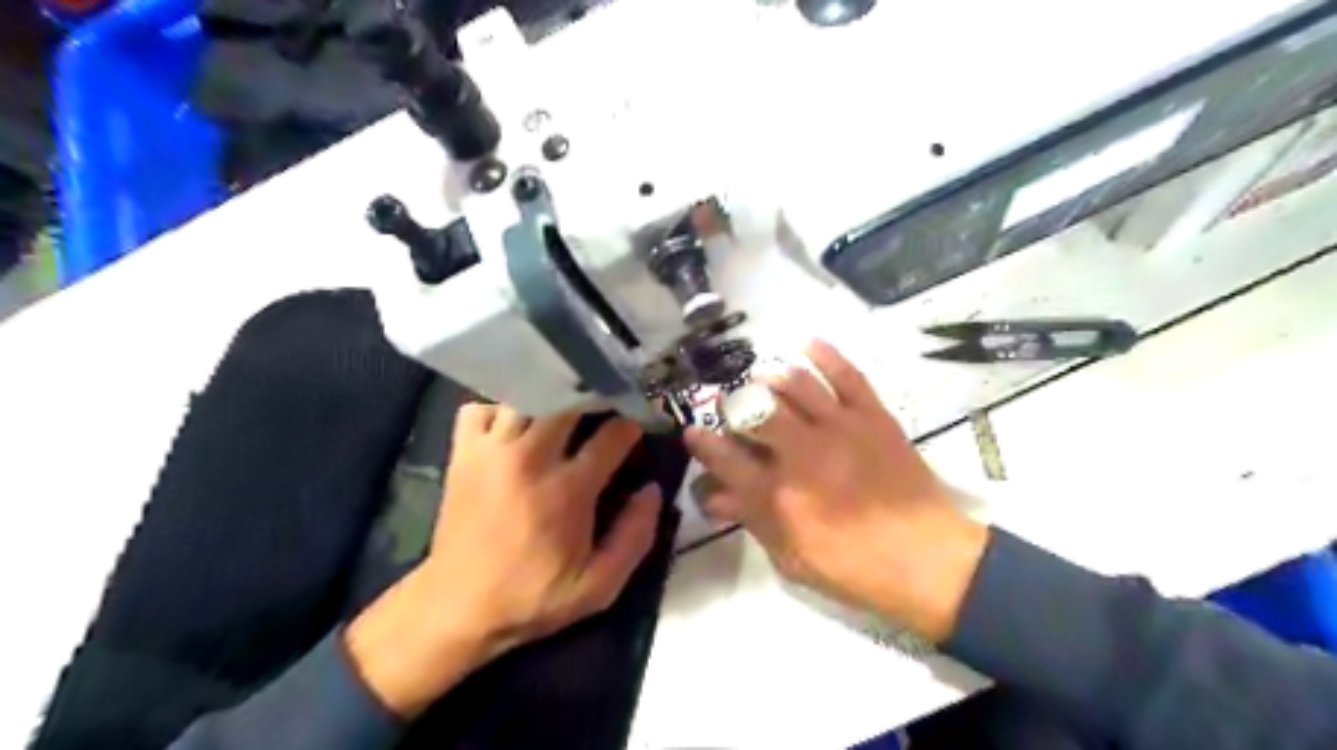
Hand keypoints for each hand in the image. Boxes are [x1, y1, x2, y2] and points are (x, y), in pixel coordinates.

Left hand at [344, 408, 657, 716]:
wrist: (456, 609)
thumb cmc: (533, 598)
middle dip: (594, 395)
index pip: (612, 434)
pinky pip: (479, 408)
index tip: (642, 420)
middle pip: (568, 400)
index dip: (634, 422)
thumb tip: (652, 490)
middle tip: (606, 402)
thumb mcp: (599, 586)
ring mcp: (491, 451)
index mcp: (567, 490)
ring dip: (549, 397)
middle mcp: (530, 459)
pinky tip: (512, 426)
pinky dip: (497, 408)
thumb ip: (635, 537)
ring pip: (526, 396)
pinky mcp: (462, 454)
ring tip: (563, 406)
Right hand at [684, 344, 984, 641]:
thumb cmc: (854, 568)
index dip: (704, 443)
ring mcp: (840, 429)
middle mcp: (803, 453)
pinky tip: (807, 342)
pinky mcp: (873, 416)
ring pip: (796, 385)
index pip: (727, 459)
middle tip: (729, 403)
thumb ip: (753, 520)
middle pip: (755, 413)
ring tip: (761, 376)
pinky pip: (847, 376)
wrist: (927, 558)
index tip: (693, 431)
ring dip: (771, 376)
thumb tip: (715, 496)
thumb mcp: (793, 557)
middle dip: (733, 404)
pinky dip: (826, 354)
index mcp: (780, 495)